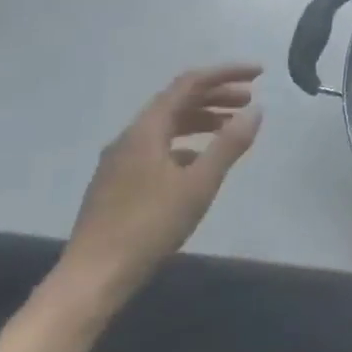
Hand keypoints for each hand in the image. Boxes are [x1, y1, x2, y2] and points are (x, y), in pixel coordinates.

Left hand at [54, 65, 263, 309]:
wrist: (93, 277)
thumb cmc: (149, 226)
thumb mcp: (199, 184)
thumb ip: (229, 144)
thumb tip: (256, 110)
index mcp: (146, 130)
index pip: (189, 83)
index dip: (225, 74)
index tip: (258, 74)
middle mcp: (130, 137)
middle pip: (177, 101)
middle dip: (216, 95)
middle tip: (251, 100)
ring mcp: (120, 160)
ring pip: (167, 125)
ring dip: (202, 119)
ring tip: (231, 126)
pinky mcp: (118, 182)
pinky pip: (158, 147)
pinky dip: (186, 143)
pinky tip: (201, 162)